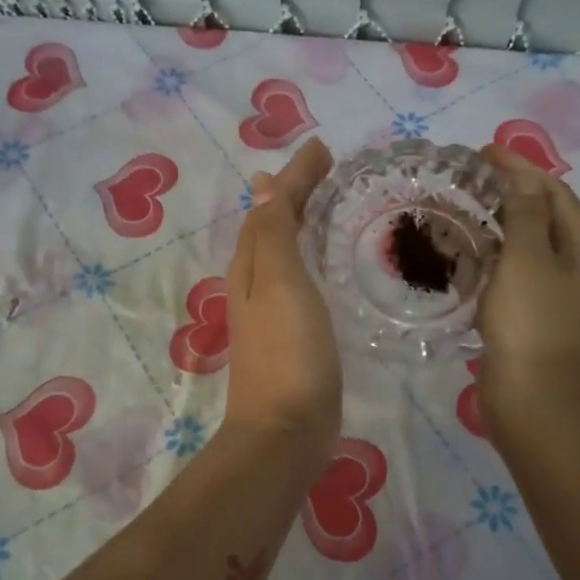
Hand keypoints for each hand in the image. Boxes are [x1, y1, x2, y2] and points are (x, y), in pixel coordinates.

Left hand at [222, 139, 341, 460]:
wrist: (285, 431)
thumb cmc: (287, 352)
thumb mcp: (279, 282)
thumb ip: (273, 232)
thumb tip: (262, 182)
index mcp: (250, 266)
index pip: (271, 206)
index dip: (295, 176)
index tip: (324, 147)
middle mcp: (254, 284)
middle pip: (273, 226)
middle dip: (296, 194)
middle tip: (329, 170)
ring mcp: (271, 313)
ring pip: (284, 253)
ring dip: (302, 224)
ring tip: (328, 205)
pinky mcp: (292, 337)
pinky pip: (300, 280)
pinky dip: (311, 259)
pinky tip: (328, 266)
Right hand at [476, 144, 579, 440]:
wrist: (536, 402)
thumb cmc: (533, 326)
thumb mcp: (528, 261)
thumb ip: (525, 215)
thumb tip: (524, 180)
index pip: (555, 193)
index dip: (522, 169)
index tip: (484, 152)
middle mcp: (578, 268)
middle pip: (545, 217)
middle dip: (511, 193)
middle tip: (470, 178)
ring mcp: (557, 296)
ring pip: (528, 247)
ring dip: (499, 225)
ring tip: (464, 209)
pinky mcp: (533, 319)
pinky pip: (515, 275)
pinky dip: (494, 258)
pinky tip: (467, 256)